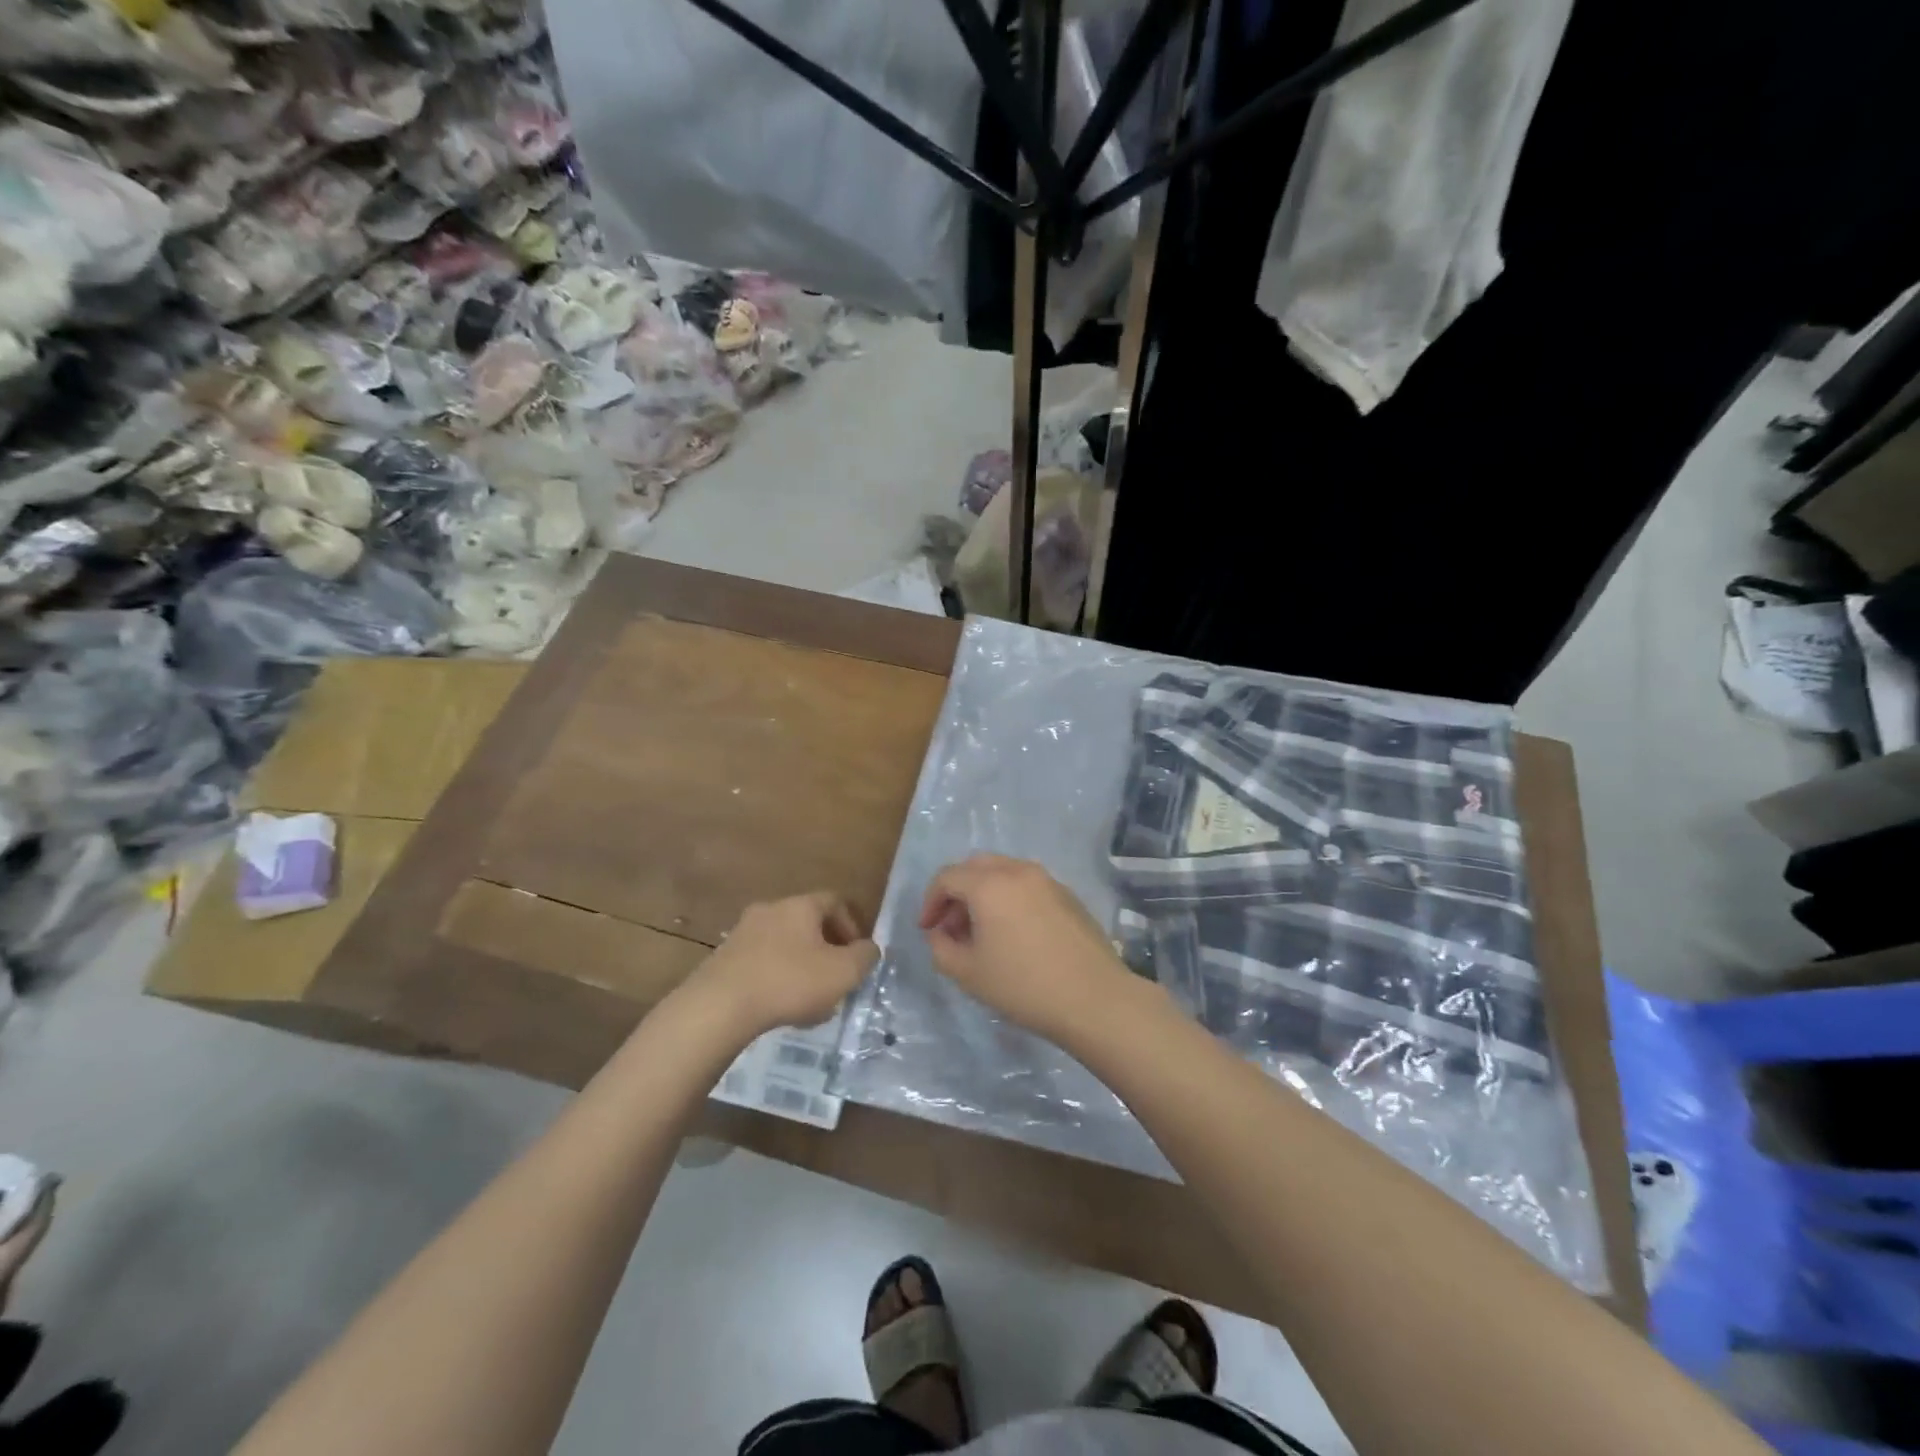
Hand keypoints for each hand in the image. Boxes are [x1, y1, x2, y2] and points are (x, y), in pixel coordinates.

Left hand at [695, 892, 878, 1038]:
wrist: (719, 1006)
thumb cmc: (790, 981)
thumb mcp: (843, 972)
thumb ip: (865, 957)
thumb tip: (869, 949)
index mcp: (800, 906)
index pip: (835, 901)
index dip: (852, 925)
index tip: (857, 954)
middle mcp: (770, 910)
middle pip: (808, 923)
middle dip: (827, 950)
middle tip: (836, 979)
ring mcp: (742, 933)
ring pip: (784, 945)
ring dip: (802, 966)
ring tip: (810, 1002)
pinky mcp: (723, 959)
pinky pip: (761, 963)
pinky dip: (777, 979)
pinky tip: (781, 1008)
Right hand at [919, 854, 1132, 1038]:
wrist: (1094, 999)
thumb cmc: (1023, 986)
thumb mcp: (968, 974)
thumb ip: (941, 948)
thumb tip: (940, 933)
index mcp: (989, 884)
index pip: (947, 877)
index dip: (930, 902)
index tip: (928, 930)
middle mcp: (1017, 870)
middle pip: (975, 867)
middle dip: (956, 892)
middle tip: (951, 927)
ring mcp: (1047, 880)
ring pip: (1003, 872)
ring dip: (983, 894)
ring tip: (982, 932)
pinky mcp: (1068, 895)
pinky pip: (1027, 885)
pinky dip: (1010, 898)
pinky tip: (1014, 933)